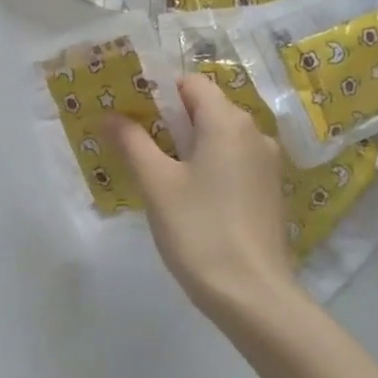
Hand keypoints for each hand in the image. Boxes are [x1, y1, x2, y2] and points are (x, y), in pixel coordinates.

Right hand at [109, 75, 295, 327]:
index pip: (191, 83)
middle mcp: (254, 133)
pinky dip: (205, 166)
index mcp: (228, 122)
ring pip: (218, 138)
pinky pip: (231, 162)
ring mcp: (266, 164)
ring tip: (152, 171)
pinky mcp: (267, 192)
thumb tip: (109, 115)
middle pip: (205, 109)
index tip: (128, 112)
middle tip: (131, 141)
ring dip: (185, 145)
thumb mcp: (156, 184)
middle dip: (167, 120)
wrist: (252, 295)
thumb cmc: (199, 229)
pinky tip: (183, 195)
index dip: (158, 91)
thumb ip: (132, 142)